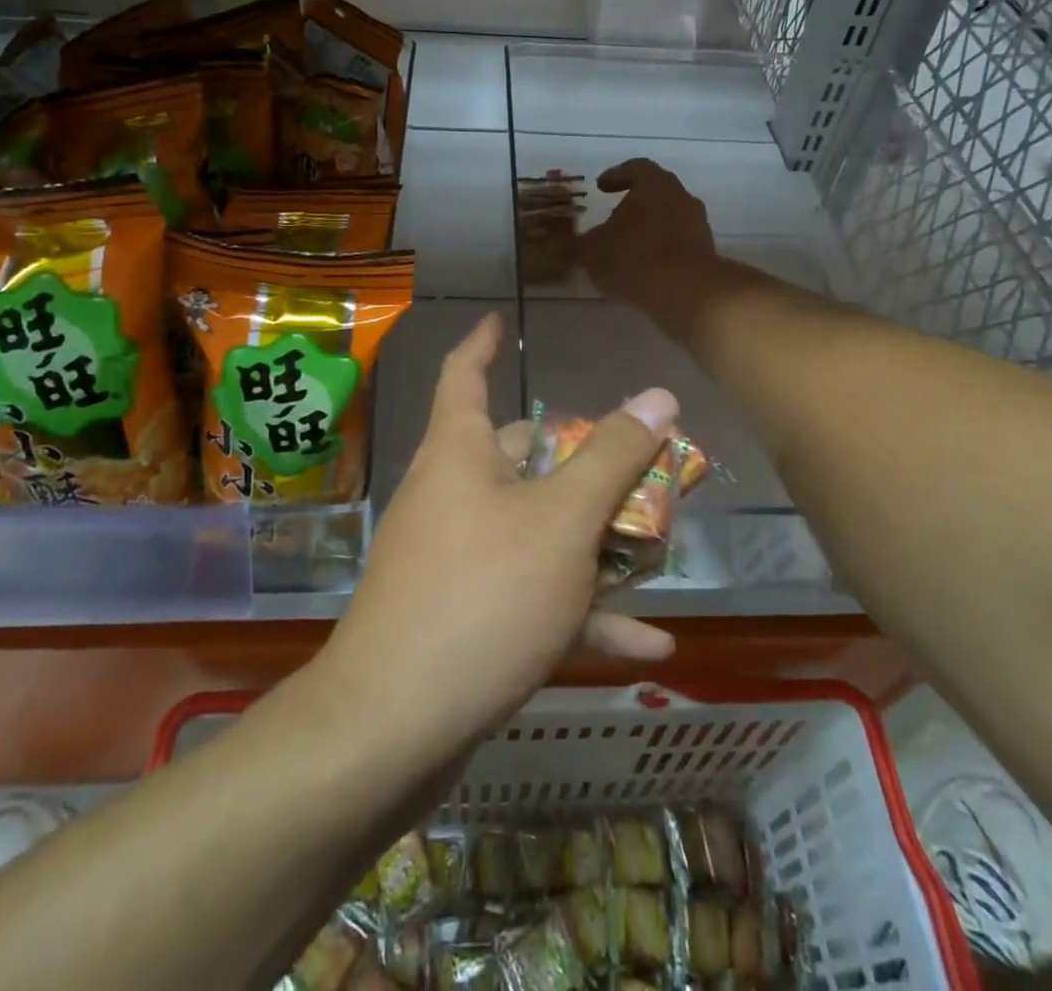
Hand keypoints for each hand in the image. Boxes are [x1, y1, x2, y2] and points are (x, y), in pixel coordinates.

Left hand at [323, 314, 678, 750]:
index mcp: (459, 454)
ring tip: (655, 551)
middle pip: (519, 459)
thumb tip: (658, 396)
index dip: (482, 343)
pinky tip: (645, 644)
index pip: (463, 374)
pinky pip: (529, 598)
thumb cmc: (482, 595)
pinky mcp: (463, 619)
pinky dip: (579, 613)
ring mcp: (454, 560)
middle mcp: (451, 496)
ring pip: (533, 533)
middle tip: (634, 463)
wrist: (393, 728)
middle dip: (579, 462)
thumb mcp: (562, 521)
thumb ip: (613, 458)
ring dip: (592, 545)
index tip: (500, 322)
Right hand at [577, 160, 717, 320]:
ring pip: (669, 221)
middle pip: (656, 194)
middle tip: (614, 219)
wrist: (686, 292)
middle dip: (634, 206)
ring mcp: (698, 226)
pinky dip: (661, 254)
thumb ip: (588, 240)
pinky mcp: (706, 254)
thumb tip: (590, 241)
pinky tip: (644, 272)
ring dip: (649, 232)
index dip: (616, 176)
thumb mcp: (593, 249)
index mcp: (655, 184)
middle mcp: (681, 197)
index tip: (601, 187)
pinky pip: (678, 247)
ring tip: (627, 251)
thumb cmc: (634, 257)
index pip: (636, 168)